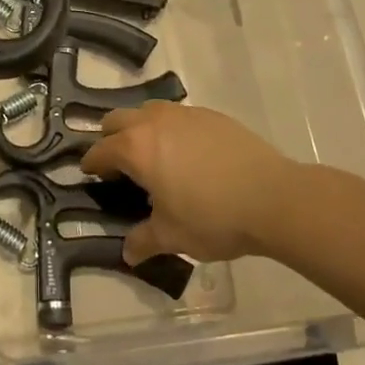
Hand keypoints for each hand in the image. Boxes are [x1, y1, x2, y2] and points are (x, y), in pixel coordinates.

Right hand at [80, 102, 293, 264]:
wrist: (273, 197)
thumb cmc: (213, 218)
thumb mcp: (173, 236)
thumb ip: (144, 241)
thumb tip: (128, 253)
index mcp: (136, 149)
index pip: (100, 150)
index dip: (91, 165)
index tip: (90, 175)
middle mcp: (154, 122)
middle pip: (117, 119)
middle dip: (110, 139)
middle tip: (118, 166)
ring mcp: (184, 114)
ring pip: (147, 111)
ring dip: (139, 128)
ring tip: (152, 157)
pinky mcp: (210, 115)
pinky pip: (177, 115)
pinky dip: (170, 129)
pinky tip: (186, 154)